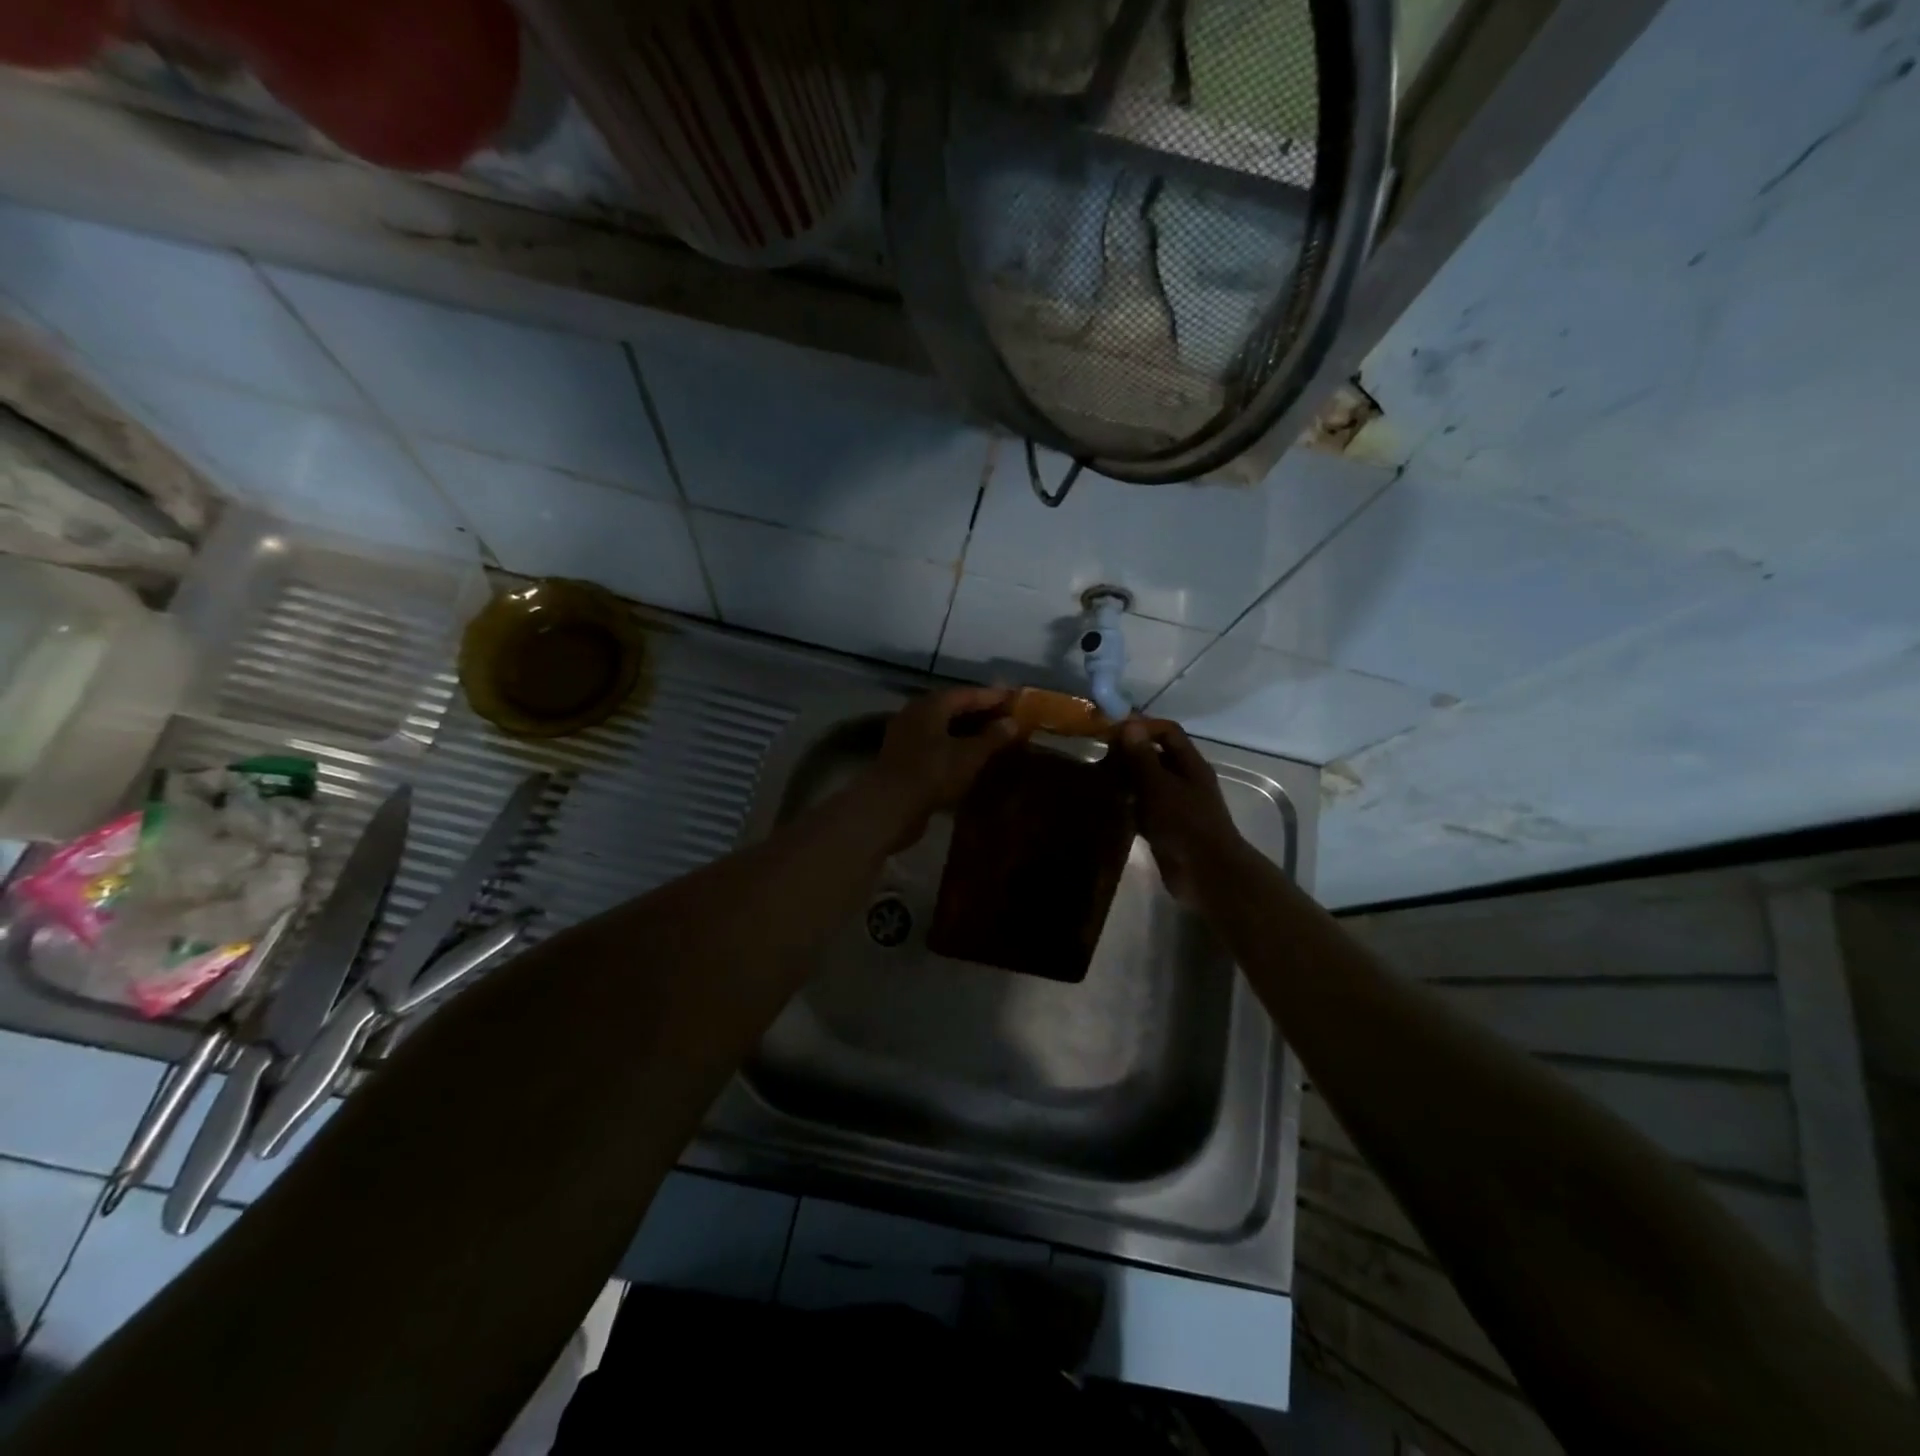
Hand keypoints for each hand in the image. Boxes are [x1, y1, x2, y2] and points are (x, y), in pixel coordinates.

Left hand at [860, 686, 1023, 849]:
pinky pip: (935, 745)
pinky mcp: (903, 758)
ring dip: (966, 731)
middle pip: (952, 708)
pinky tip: (969, 759)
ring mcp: (906, 736)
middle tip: (1006, 718)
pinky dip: (954, 747)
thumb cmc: (933, 773)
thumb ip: (992, 737)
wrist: (890, 807)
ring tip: (992, 738)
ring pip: (942, 728)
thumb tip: (1012, 722)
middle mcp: (916, 714)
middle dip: (979, 713)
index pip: (967, 693)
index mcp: (931, 705)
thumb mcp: (970, 755)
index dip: (992, 696)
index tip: (1014, 699)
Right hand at [1117, 717, 1244, 903]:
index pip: (1167, 732)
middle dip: (1130, 754)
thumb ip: (1143, 757)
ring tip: (1098, 780)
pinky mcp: (1166, 828)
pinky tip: (1107, 807)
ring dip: (1126, 781)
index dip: (1142, 726)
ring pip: (1148, 784)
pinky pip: (1144, 809)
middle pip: (1157, 757)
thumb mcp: (1159, 786)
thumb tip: (1130, 724)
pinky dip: (1128, 806)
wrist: (1205, 873)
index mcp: (1190, 765)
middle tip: (1099, 757)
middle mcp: (1185, 781)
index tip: (1112, 731)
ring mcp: (1177, 806)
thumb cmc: (1184, 823)